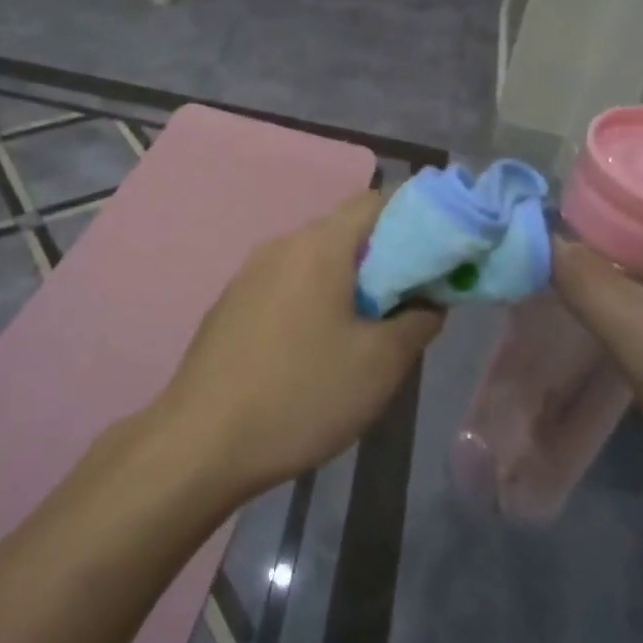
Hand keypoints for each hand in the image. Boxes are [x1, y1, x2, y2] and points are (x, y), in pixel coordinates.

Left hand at [152, 192, 442, 500]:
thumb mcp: (380, 365)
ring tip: (368, 332)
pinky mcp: (231, 304)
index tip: (440, 256)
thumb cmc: (301, 394)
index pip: (378, 201)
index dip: (417, 220)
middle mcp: (280, 245)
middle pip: (345, 231)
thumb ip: (418, 320)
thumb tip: (428, 299)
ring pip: (314, 261)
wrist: (202, 441)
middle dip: (385, 258)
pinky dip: (314, 300)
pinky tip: (317, 349)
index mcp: (319, 245)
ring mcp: (249, 274)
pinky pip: (286, 285)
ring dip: (349, 284)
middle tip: (410, 304)